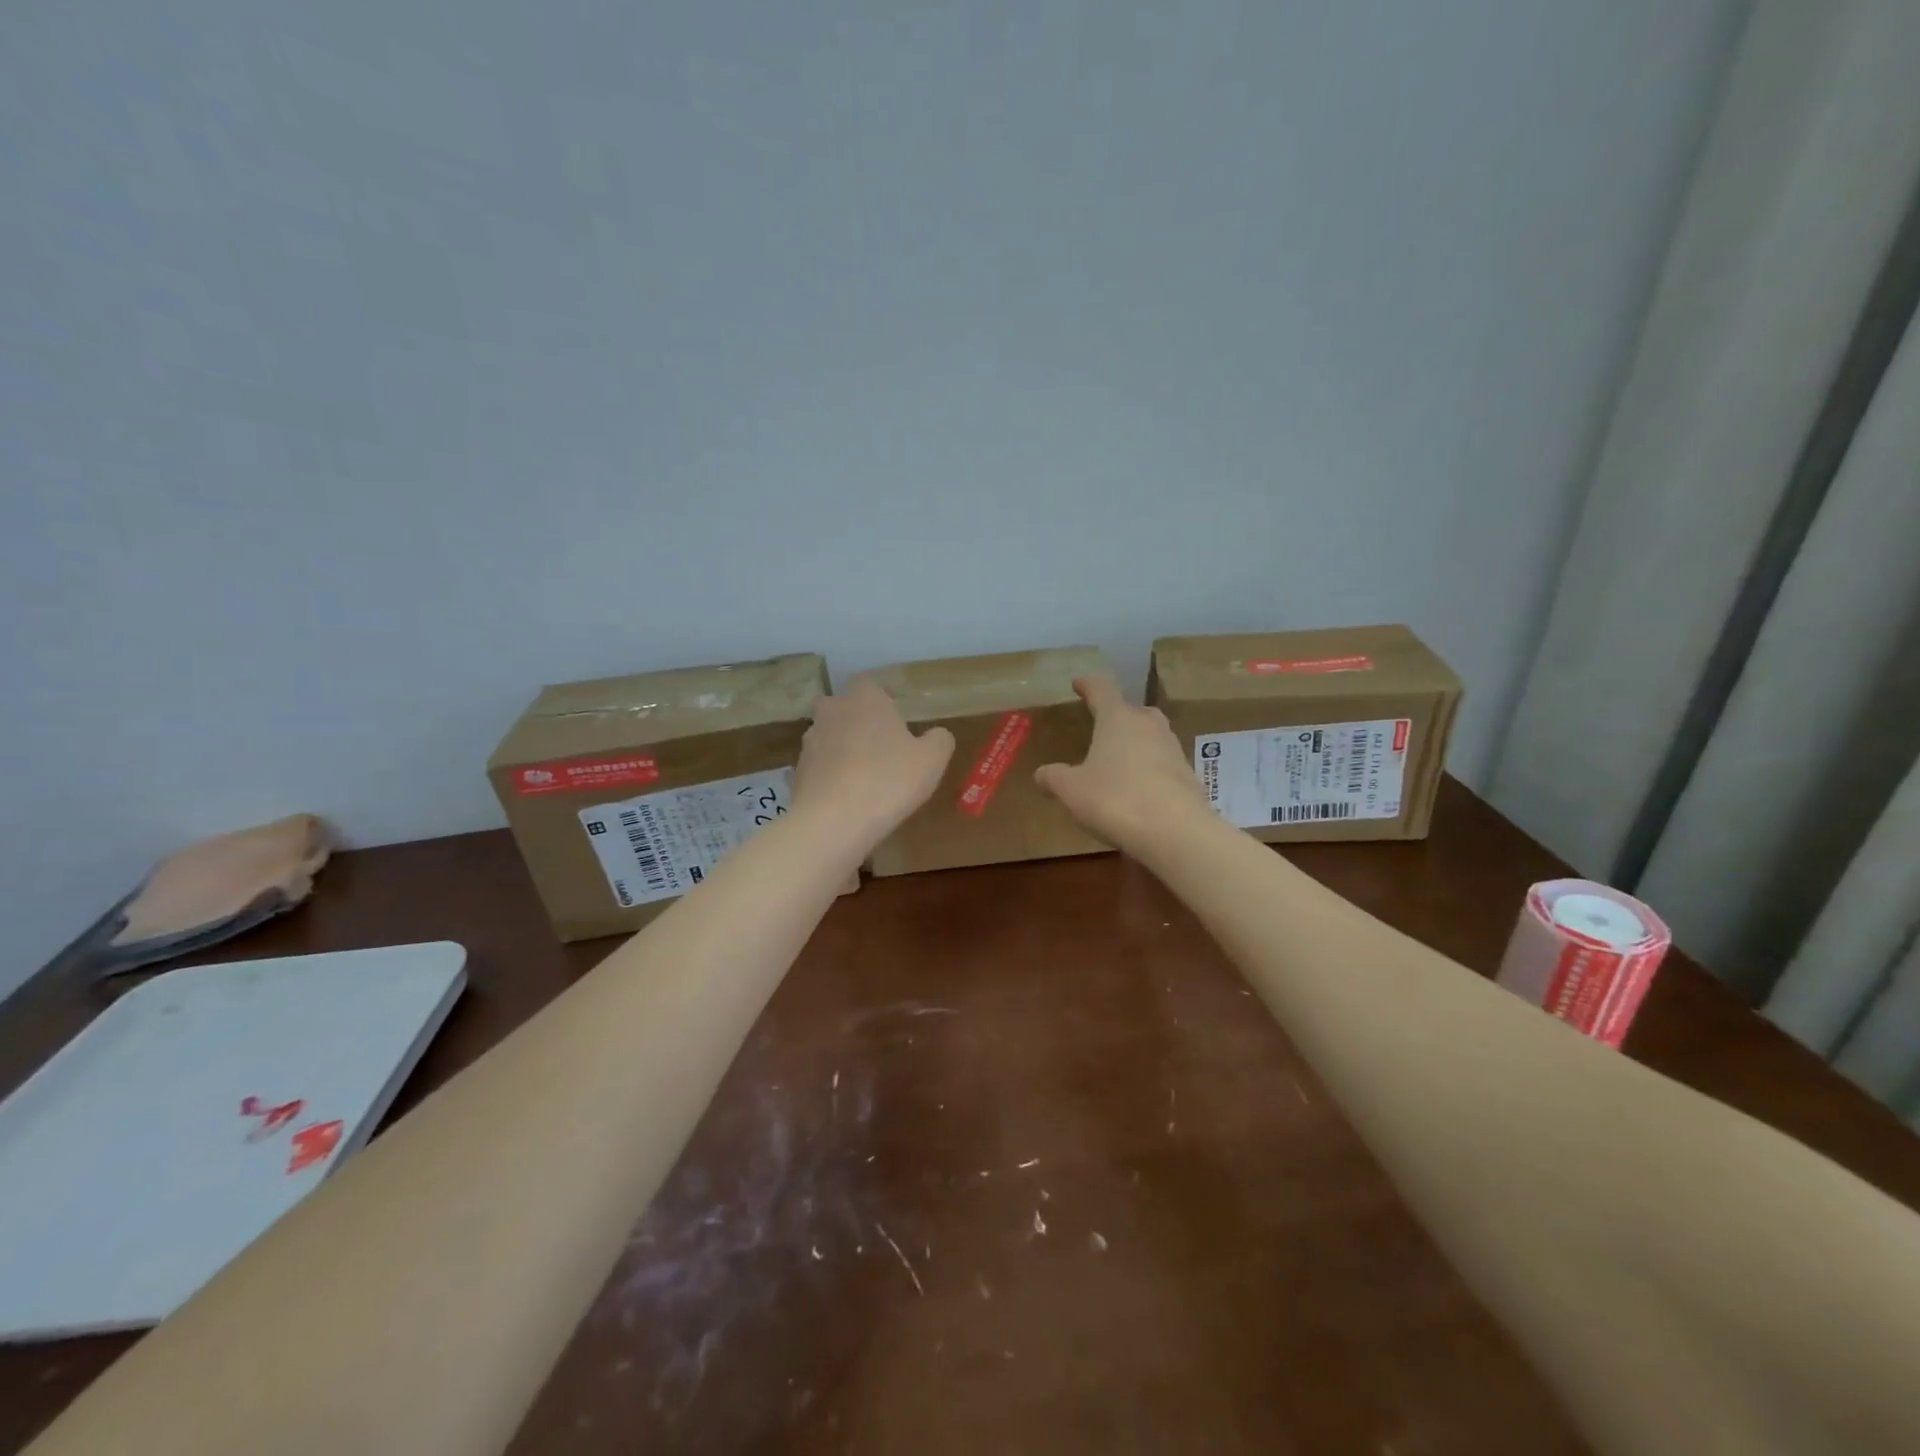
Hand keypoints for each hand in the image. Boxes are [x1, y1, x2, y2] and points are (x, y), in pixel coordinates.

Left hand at [793, 678, 955, 847]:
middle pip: (844, 707)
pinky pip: (820, 765)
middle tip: (879, 741)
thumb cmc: (889, 780)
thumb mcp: (932, 760)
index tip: (895, 710)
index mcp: (865, 699)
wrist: (833, 821)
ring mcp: (810, 741)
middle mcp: (833, 711)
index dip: (882, 696)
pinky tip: (847, 794)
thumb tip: (936, 734)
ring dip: (843, 746)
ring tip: (863, 772)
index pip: (869, 683)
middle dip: (858, 719)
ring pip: (829, 735)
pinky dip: (831, 773)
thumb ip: (939, 739)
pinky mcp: (798, 771)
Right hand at [1035, 675, 1209, 851]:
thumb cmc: (1115, 799)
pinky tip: (1138, 787)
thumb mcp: (1071, 790)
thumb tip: (1041, 773)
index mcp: (1117, 718)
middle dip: (1115, 716)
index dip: (1088, 685)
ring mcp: (1172, 747)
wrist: (1175, 830)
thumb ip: (1054, 778)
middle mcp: (1148, 724)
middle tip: (1101, 727)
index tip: (1079, 683)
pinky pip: (1162, 761)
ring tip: (1118, 759)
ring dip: (1134, 742)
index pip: (1101, 689)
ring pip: (1150, 735)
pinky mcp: (1187, 773)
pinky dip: (1148, 767)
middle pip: (1131, 710)